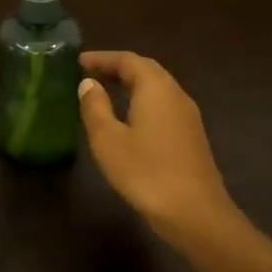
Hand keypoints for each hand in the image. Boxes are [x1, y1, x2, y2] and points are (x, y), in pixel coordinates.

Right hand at [78, 50, 249, 250]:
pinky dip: (141, 100)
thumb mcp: (108, 139)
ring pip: (156, 88)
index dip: (102, 58)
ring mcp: (187, 116)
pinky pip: (162, 105)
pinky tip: (126, 118)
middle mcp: (175, 95)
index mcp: (156, 89)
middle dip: (117, 68)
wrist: (194, 213)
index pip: (128, 60)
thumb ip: (95, 107)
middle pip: (146, 70)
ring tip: (103, 91)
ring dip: (130, 84)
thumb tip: (88, 84)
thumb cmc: (145, 172)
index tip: (77, 61)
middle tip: (88, 73)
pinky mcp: (190, 135)